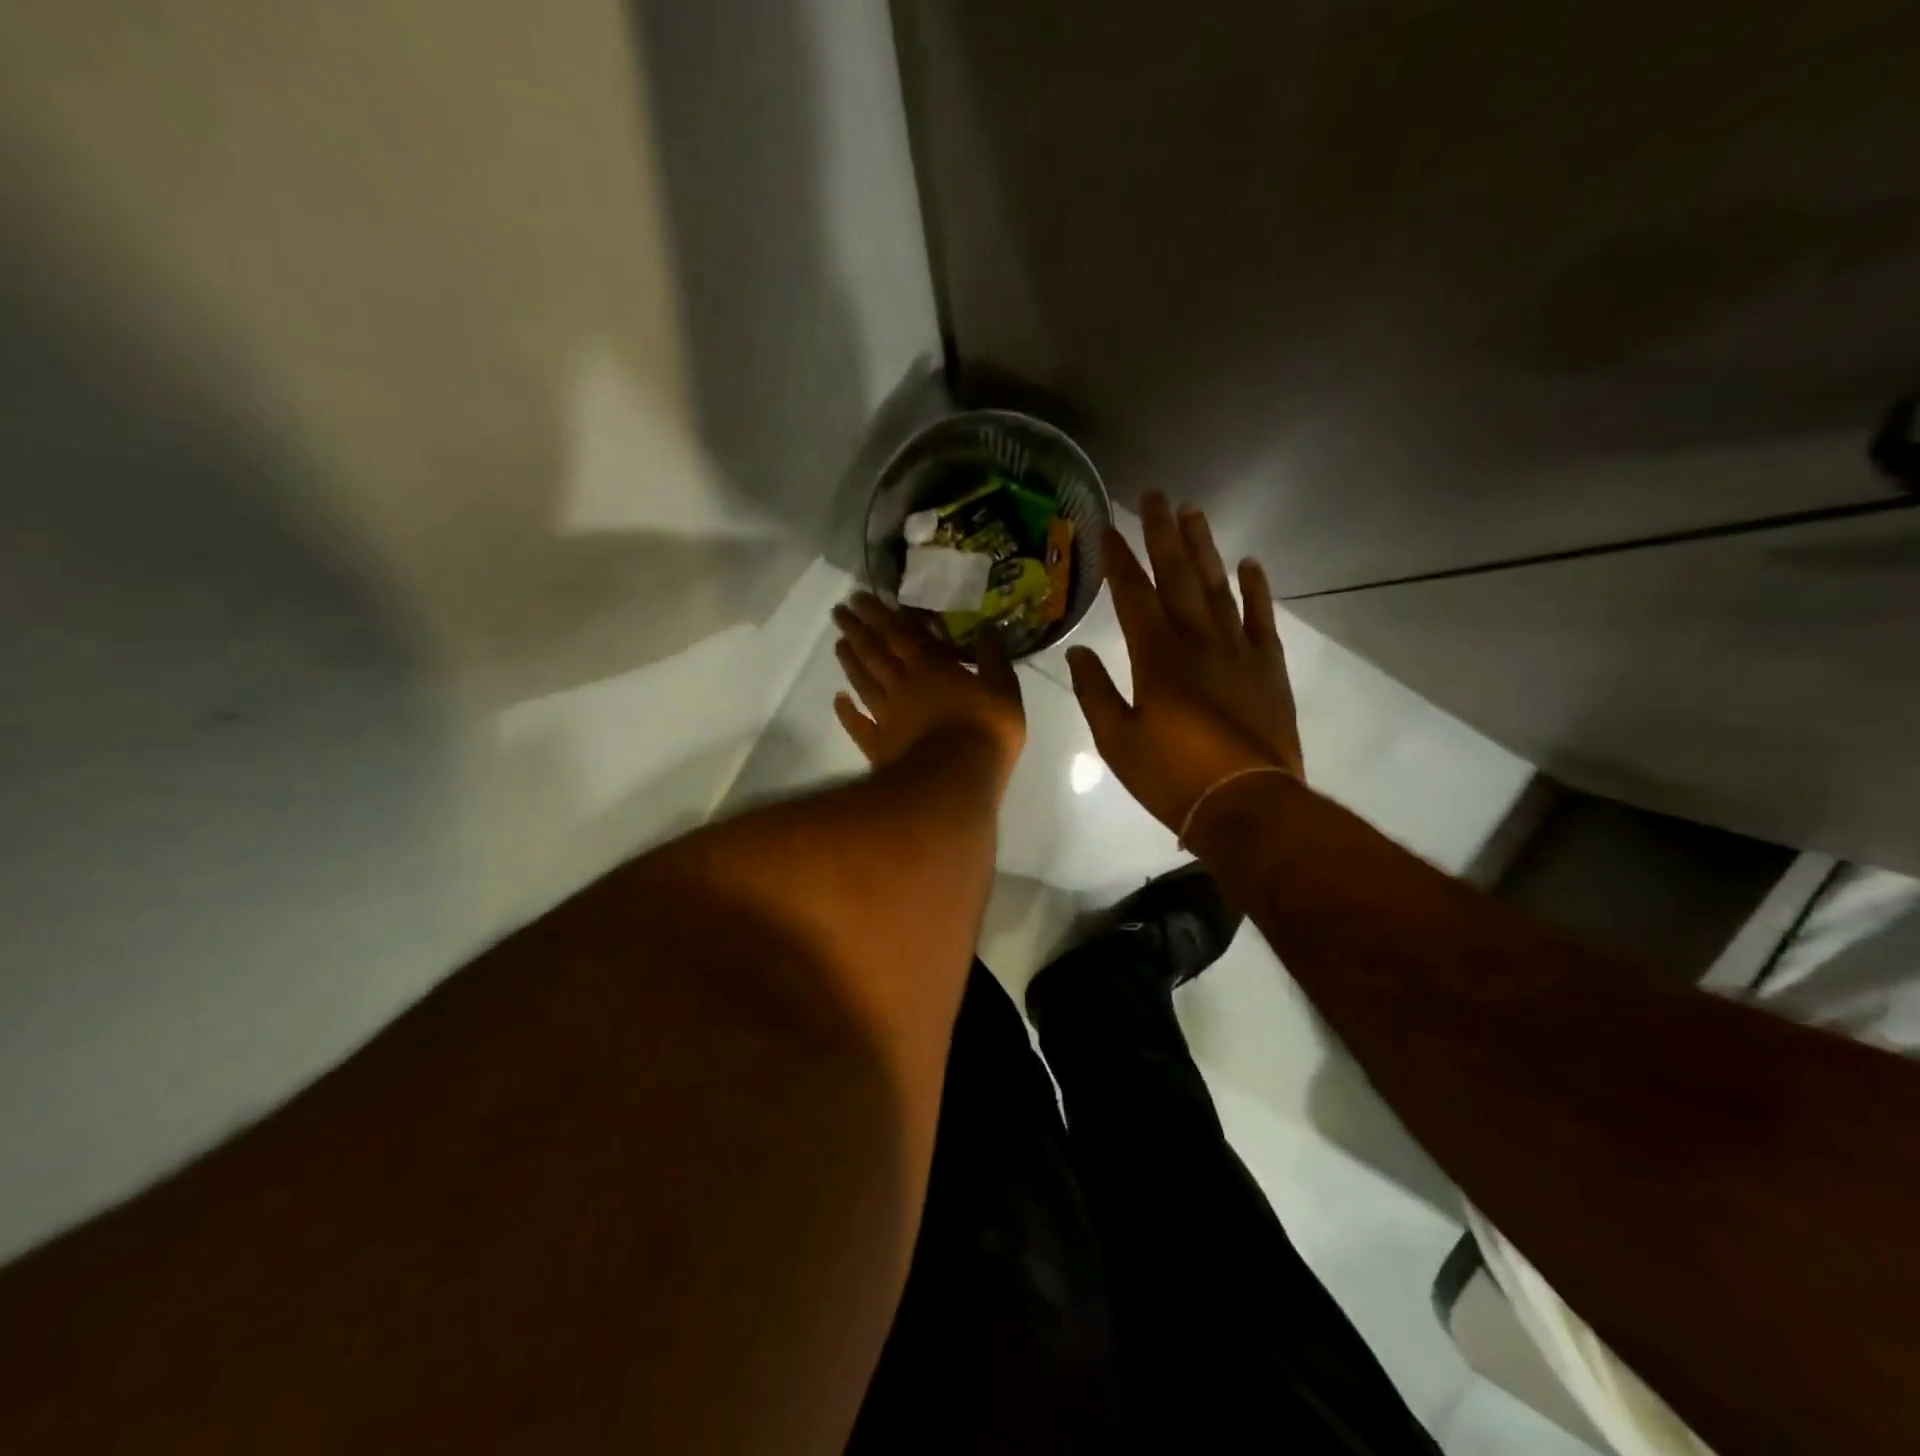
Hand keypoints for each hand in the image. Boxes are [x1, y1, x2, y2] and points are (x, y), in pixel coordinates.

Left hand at [832, 593, 1025, 778]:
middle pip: (874, 652)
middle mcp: (901, 685)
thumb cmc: (985, 730)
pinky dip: (845, 711)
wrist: (956, 780)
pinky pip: (858, 724)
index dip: (879, 613)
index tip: (860, 597)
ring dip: (849, 661)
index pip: (899, 633)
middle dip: (857, 629)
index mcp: (930, 667)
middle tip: (840, 611)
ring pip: (862, 681)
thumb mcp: (1004, 688)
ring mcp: (886, 715)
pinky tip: (838, 699)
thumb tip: (988, 627)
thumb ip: (994, 657)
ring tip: (838, 643)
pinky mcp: (879, 745)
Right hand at [1067, 494, 1302, 833]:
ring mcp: (1238, 650)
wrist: (1247, 805)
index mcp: (1156, 657)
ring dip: (1205, 548)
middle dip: (1163, 533)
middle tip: (1157, 495)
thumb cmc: (1172, 777)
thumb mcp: (1116, 742)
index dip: (1119, 558)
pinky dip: (1255, 589)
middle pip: (1178, 576)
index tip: (1108, 526)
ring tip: (1195, 512)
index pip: (1133, 594)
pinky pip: (1261, 618)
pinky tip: (1249, 562)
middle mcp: (1197, 640)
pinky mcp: (1268, 668)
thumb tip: (1077, 655)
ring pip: (1219, 586)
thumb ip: (1095, 693)